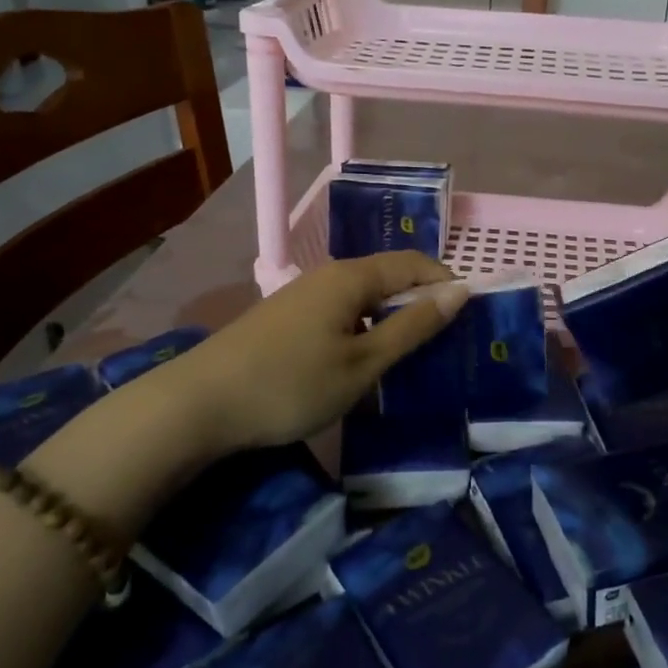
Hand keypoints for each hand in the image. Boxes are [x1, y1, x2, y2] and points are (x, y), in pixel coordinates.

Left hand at [167, 253, 469, 454]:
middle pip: (388, 277)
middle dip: (420, 304)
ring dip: (390, 320)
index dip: (446, 283)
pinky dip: (362, 330)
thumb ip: (413, 327)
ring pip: (362, 298)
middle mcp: (327, 275)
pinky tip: (361, 362)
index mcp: (351, 277)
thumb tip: (459, 291)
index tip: (469, 319)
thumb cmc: (291, 384)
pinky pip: (339, 313)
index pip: (414, 263)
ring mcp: (302, 295)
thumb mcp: (363, 363)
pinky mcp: (285, 318)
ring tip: (408, 358)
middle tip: (443, 345)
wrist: (199, 404)